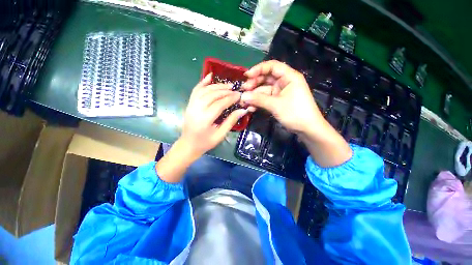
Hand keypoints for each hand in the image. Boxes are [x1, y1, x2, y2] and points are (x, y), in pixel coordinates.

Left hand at [181, 73, 247, 155]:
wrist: (188, 144)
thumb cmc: (205, 142)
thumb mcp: (220, 135)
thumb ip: (231, 121)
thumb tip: (243, 110)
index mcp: (205, 119)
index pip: (219, 104)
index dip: (230, 98)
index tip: (239, 95)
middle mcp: (196, 109)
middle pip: (212, 95)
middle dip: (225, 91)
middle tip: (235, 89)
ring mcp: (191, 105)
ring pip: (204, 90)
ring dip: (216, 86)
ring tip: (227, 85)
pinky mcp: (189, 104)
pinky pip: (195, 90)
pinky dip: (203, 82)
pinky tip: (210, 76)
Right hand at [241, 60, 351, 166]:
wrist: (307, 129)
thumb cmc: (295, 113)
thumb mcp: (276, 105)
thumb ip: (258, 99)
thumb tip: (242, 96)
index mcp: (288, 77)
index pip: (272, 66)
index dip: (258, 69)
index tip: (246, 76)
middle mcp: (284, 82)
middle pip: (266, 78)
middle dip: (254, 84)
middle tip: (243, 91)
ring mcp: (280, 93)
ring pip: (264, 90)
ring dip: (254, 96)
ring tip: (243, 102)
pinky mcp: (277, 102)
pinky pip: (265, 99)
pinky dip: (258, 103)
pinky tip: (250, 108)